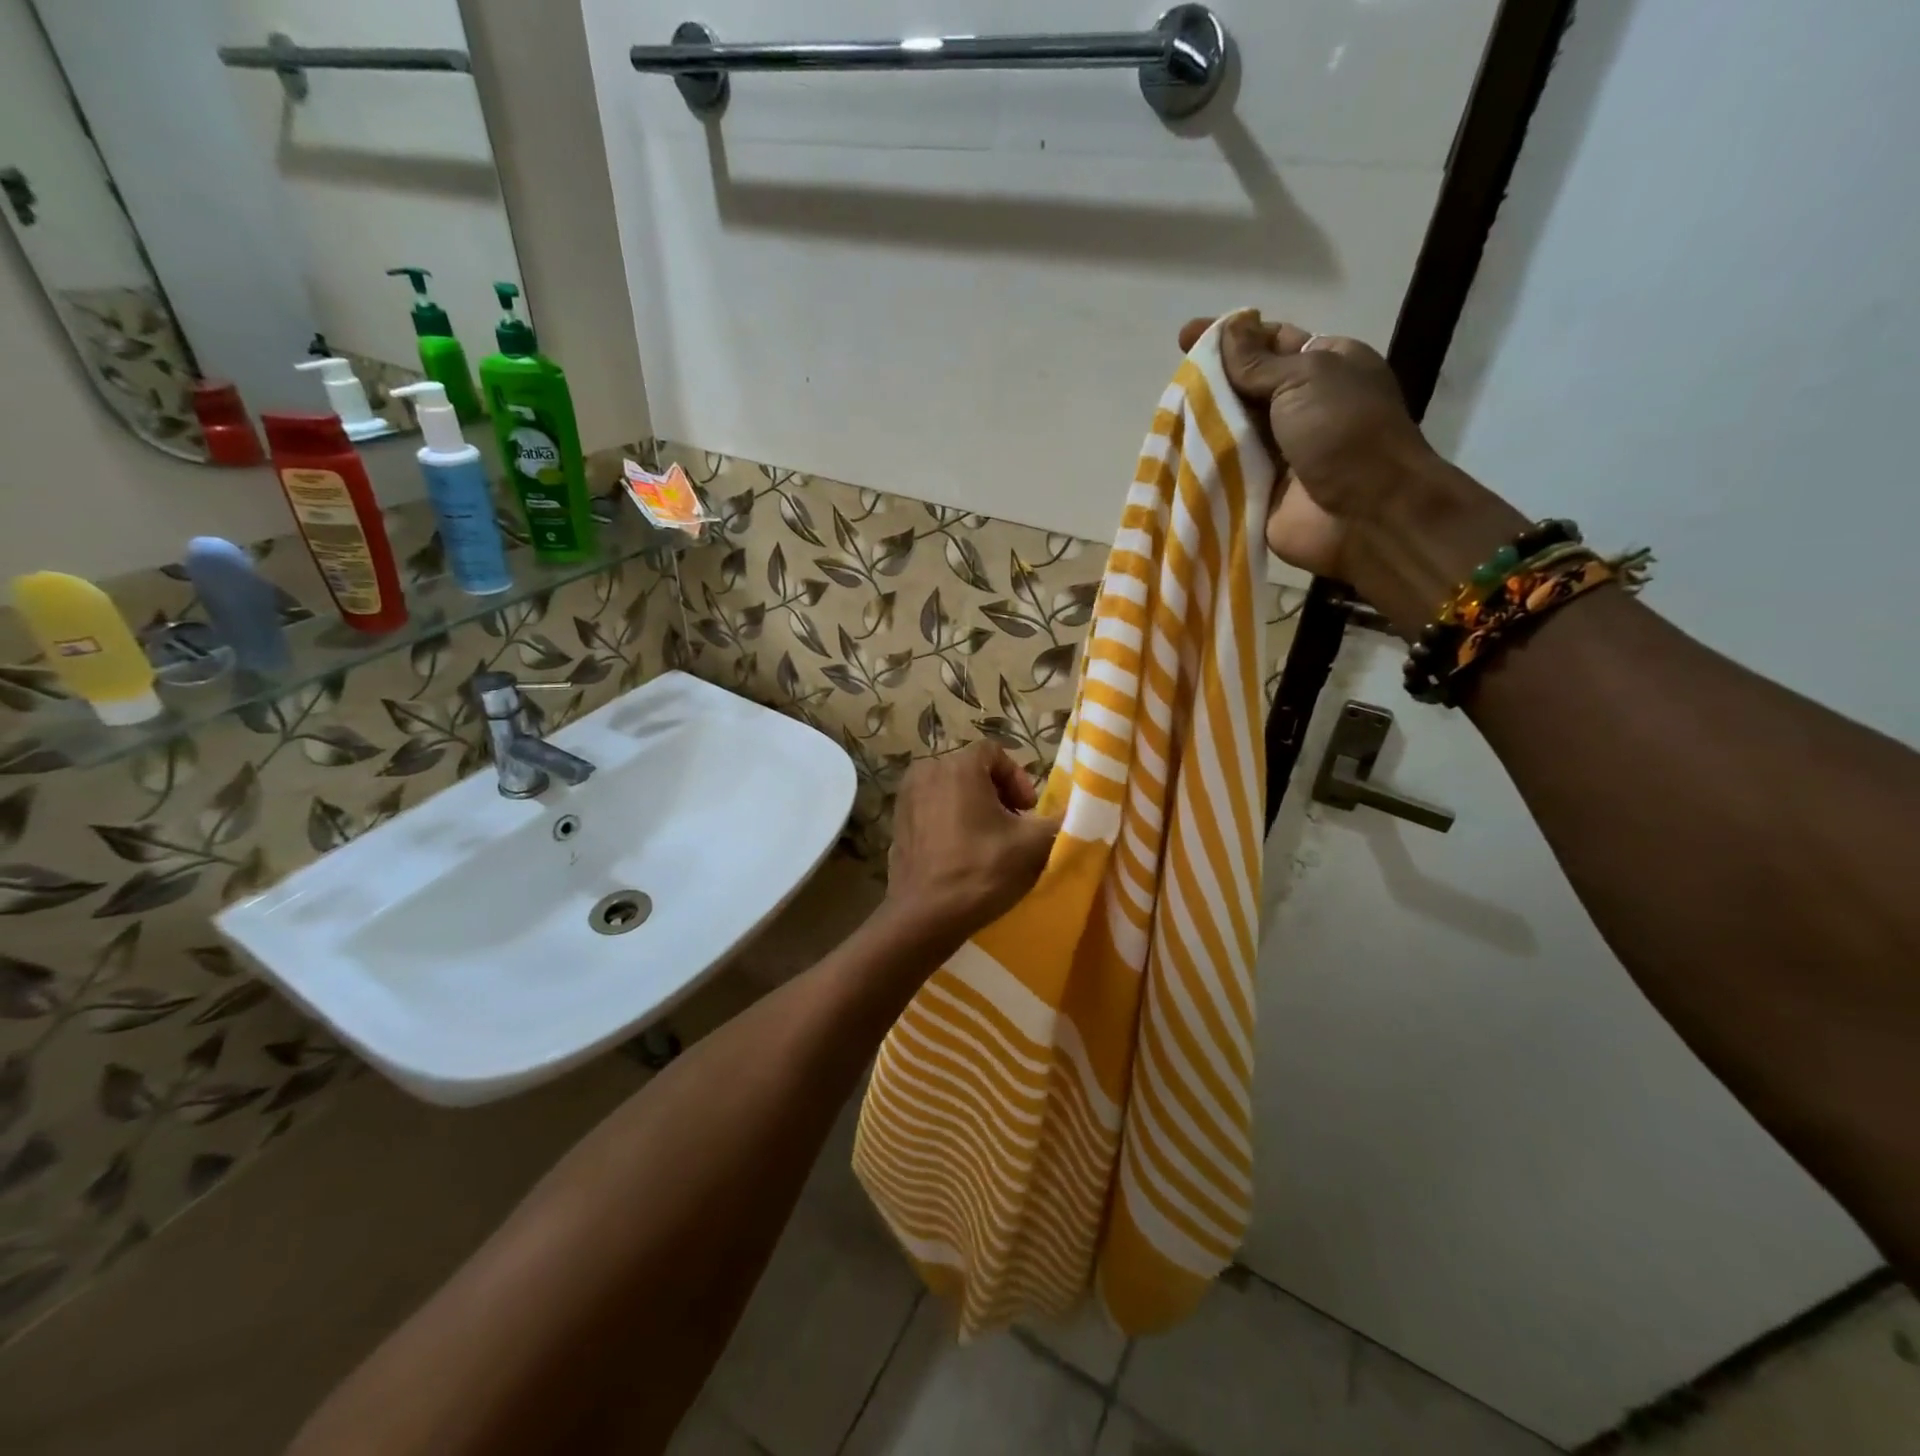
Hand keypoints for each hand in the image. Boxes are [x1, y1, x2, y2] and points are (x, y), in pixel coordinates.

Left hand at [885, 742, 1060, 948]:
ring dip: (974, 807)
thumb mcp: (1033, 846)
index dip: (1018, 779)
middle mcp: (927, 771)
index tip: (1028, 812)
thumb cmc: (981, 871)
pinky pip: (932, 807)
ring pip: (951, 789)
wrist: (925, 916)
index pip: (996, 752)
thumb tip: (1082, 812)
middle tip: (1013, 828)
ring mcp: (906, 796)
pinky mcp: (897, 821)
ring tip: (989, 841)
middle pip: (973, 770)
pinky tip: (962, 852)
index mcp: (958, 766)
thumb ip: (1061, 821)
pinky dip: (950, 820)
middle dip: (998, 794)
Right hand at [1179, 314, 1525, 630]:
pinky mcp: (1257, 490)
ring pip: (1230, 429)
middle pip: (1245, 387)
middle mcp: (1299, 406)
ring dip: (1200, 423)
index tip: (1187, 336)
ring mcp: (1277, 452)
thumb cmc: (1344, 431)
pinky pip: (1224, 471)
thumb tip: (1227, 331)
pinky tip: (1169, 454)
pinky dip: (1200, 464)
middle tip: (1171, 379)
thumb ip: (1258, 361)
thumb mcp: (1305, 377)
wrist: (1364, 513)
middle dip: (1209, 381)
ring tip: (1163, 415)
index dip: (1230, 336)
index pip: (1270, 342)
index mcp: (1324, 366)